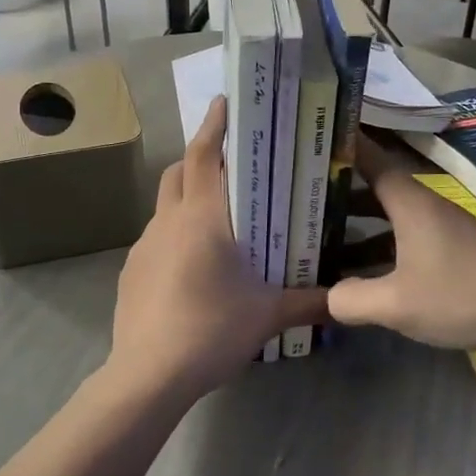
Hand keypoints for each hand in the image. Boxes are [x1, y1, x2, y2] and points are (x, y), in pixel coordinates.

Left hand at [106, 96, 328, 404]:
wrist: (148, 374)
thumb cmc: (211, 329)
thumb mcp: (268, 314)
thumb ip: (309, 301)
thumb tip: (345, 299)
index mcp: (202, 217)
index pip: (204, 155)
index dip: (213, 125)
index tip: (224, 102)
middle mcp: (168, 221)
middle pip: (179, 172)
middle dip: (200, 159)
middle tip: (230, 164)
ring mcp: (143, 246)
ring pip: (165, 206)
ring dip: (187, 200)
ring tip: (217, 220)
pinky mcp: (131, 272)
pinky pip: (156, 239)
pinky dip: (175, 236)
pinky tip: (193, 268)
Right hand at [327, 134, 475, 356]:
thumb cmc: (463, 295)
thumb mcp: (398, 304)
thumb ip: (352, 300)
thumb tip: (323, 298)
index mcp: (410, 203)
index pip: (370, 159)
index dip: (342, 146)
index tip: (312, 137)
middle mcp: (425, 208)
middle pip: (376, 189)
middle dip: (339, 192)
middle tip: (302, 196)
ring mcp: (442, 230)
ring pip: (390, 219)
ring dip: (358, 227)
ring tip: (320, 239)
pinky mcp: (454, 253)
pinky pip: (405, 241)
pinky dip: (380, 250)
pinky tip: (362, 275)